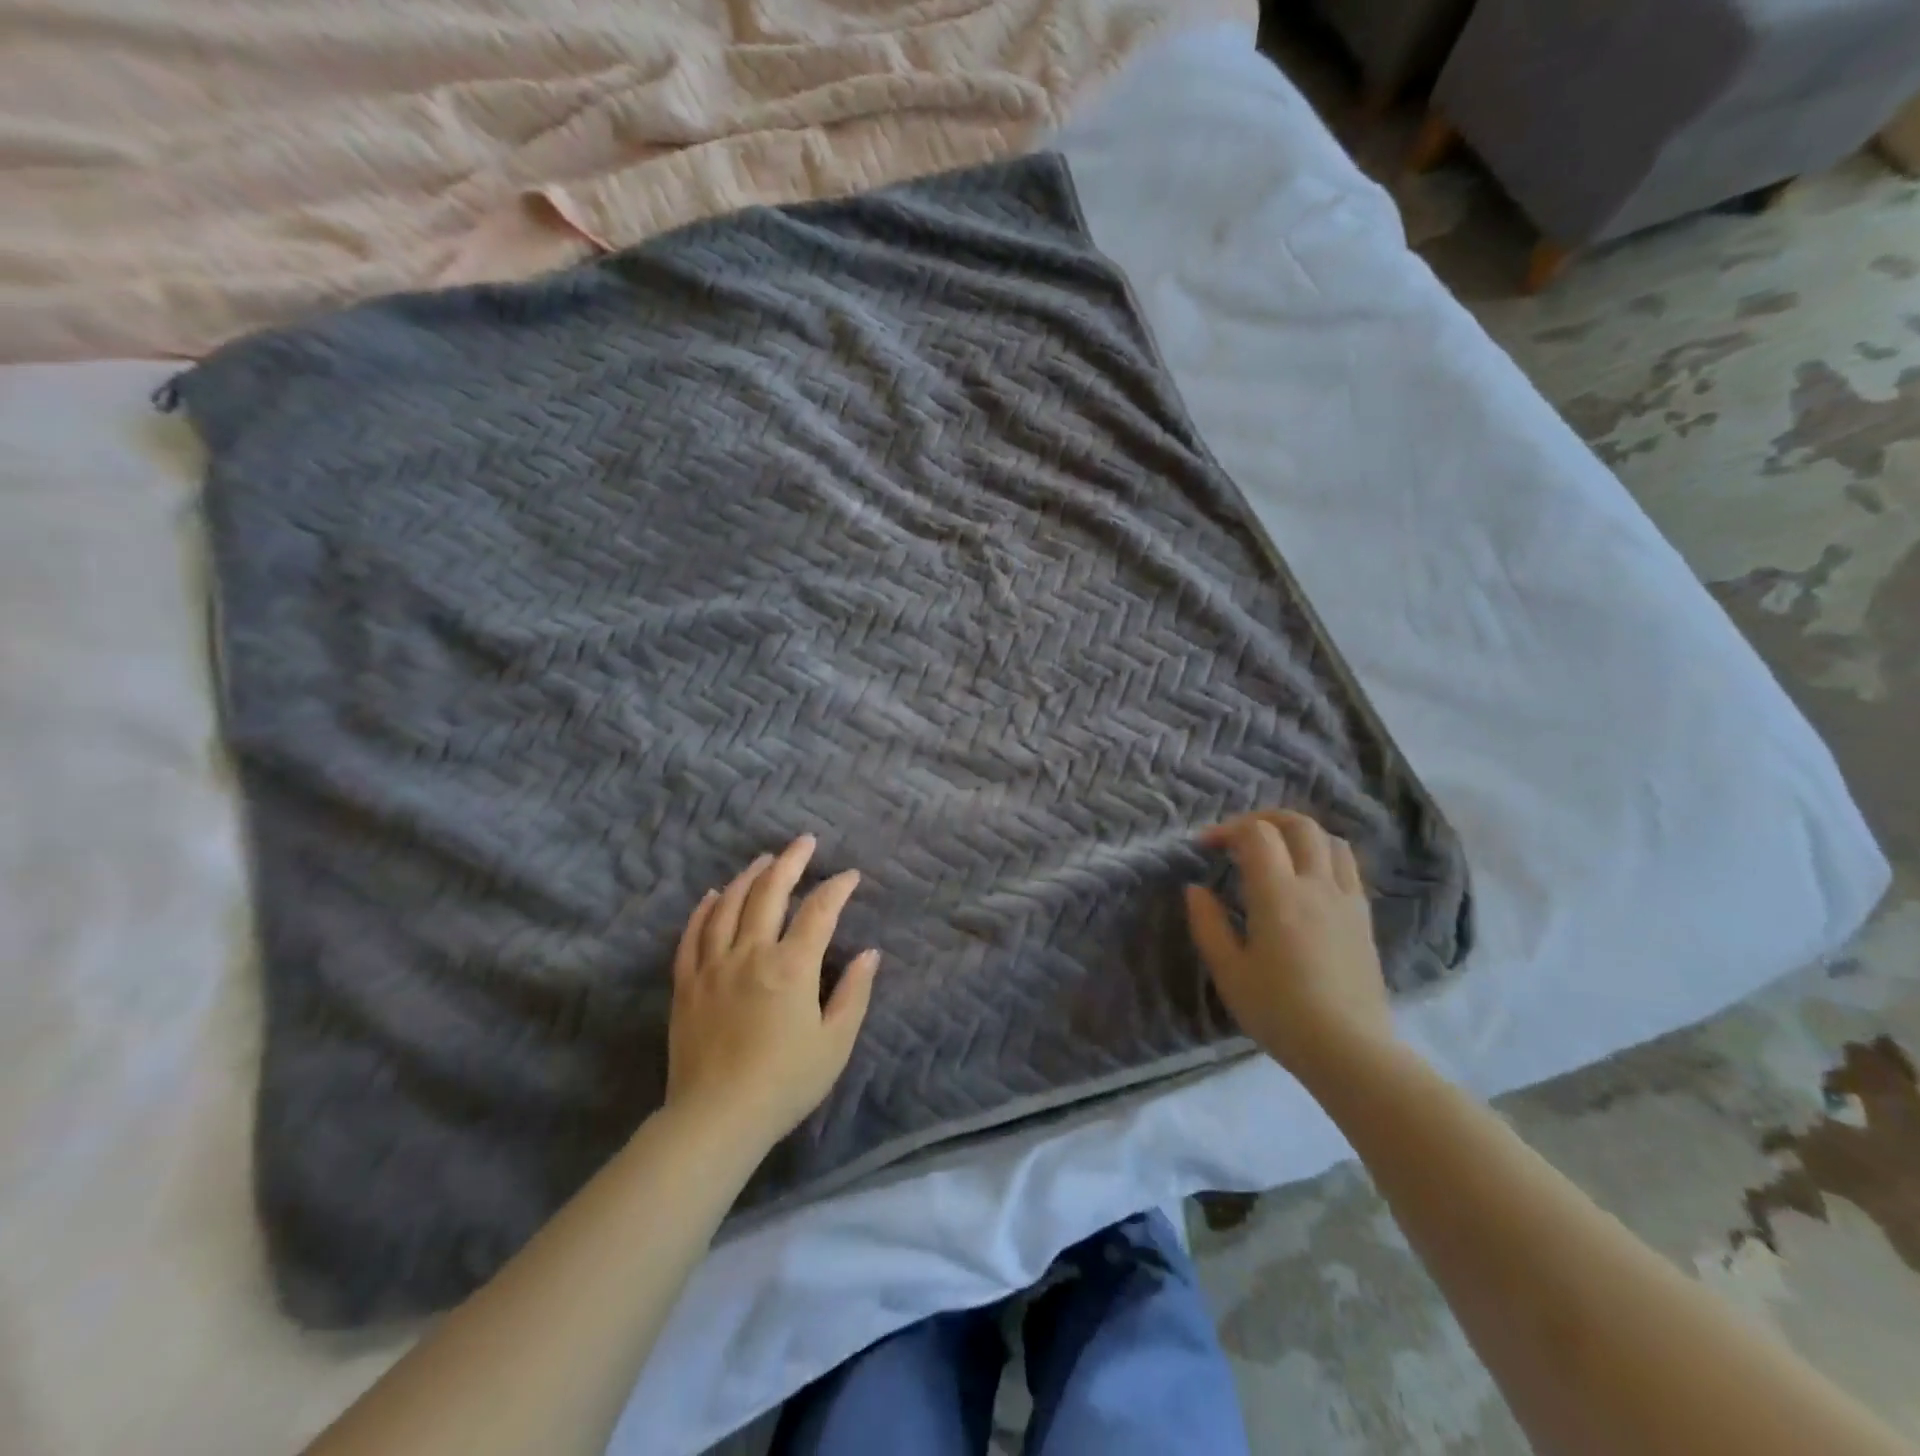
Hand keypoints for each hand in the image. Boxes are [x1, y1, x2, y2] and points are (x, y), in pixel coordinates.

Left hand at [664, 835, 879, 1151]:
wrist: (717, 1119)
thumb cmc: (785, 1083)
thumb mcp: (835, 1043)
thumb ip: (854, 993)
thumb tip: (870, 953)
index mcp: (792, 967)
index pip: (819, 911)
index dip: (837, 888)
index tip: (850, 876)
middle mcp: (751, 954)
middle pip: (770, 893)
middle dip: (791, 861)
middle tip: (805, 842)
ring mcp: (714, 966)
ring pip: (729, 905)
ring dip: (749, 877)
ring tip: (764, 860)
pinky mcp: (687, 984)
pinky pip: (693, 935)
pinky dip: (704, 909)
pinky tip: (714, 894)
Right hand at [1184, 810, 1396, 1083]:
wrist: (1351, 1050)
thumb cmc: (1280, 1013)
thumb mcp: (1229, 973)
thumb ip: (1208, 925)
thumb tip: (1196, 889)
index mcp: (1278, 895)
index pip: (1257, 834)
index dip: (1227, 829)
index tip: (1206, 846)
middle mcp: (1316, 885)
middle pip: (1298, 824)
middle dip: (1264, 819)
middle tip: (1239, 837)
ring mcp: (1346, 899)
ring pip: (1330, 839)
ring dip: (1298, 833)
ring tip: (1276, 850)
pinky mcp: (1364, 917)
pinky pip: (1348, 866)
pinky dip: (1323, 854)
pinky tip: (1307, 877)